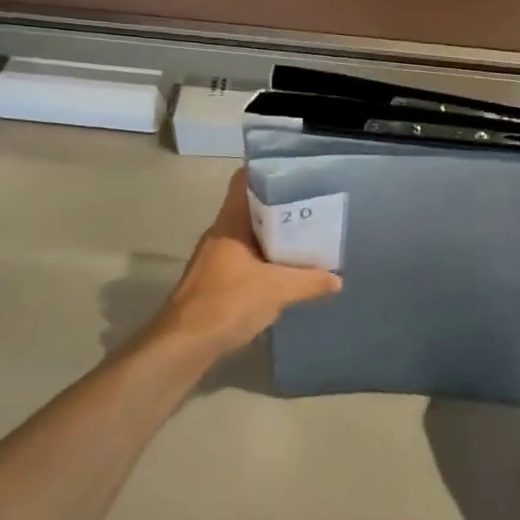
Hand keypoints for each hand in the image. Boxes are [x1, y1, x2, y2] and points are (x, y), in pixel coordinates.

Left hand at [159, 171, 341, 358]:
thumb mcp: (277, 290)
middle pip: (250, 209)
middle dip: (279, 209)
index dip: (267, 172)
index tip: (294, 175)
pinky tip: (282, 275)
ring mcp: (213, 259)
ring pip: (247, 237)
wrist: (183, 346)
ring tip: (303, 240)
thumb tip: (337, 280)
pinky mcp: (212, 283)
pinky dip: (262, 263)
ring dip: (271, 239)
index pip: (244, 181)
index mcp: (229, 223)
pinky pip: (243, 261)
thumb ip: (309, 281)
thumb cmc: (227, 304)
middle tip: (310, 209)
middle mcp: (219, 234)